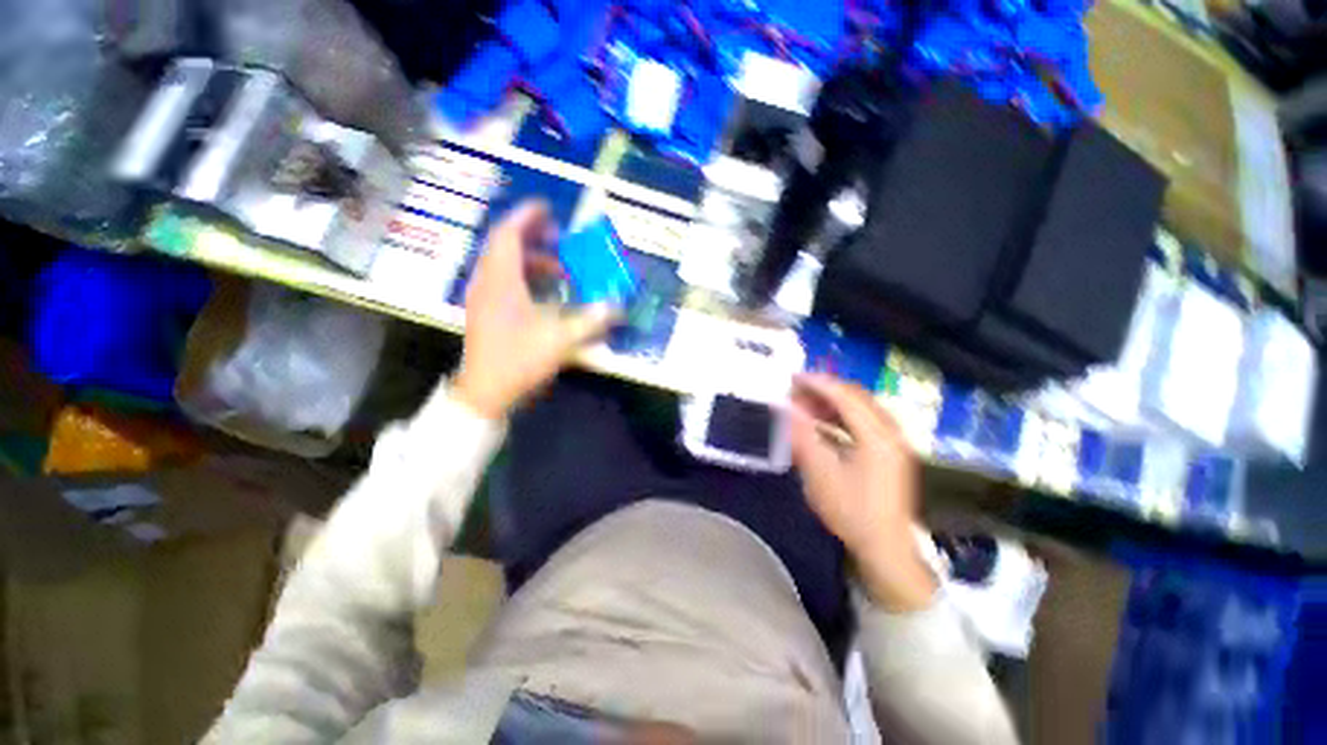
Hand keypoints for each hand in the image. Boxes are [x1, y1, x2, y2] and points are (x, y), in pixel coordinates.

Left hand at [453, 202, 619, 417]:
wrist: (486, 392)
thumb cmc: (519, 360)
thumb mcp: (560, 339)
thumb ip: (590, 321)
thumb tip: (618, 306)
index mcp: (501, 281)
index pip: (509, 234)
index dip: (527, 217)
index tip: (548, 207)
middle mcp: (488, 282)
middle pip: (505, 246)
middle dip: (532, 237)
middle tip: (559, 237)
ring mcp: (484, 298)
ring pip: (504, 265)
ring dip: (531, 261)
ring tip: (560, 269)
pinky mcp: (486, 312)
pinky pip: (504, 282)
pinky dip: (525, 278)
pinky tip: (545, 293)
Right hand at [789, 373, 936, 611]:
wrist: (885, 549)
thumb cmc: (851, 512)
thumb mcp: (820, 473)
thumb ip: (802, 435)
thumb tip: (785, 407)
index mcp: (877, 436)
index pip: (845, 396)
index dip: (817, 383)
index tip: (792, 378)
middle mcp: (891, 432)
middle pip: (856, 397)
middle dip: (824, 390)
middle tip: (795, 392)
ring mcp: (893, 442)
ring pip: (861, 408)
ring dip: (832, 403)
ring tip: (805, 406)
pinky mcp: (890, 453)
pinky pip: (864, 422)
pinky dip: (841, 417)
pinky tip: (823, 424)